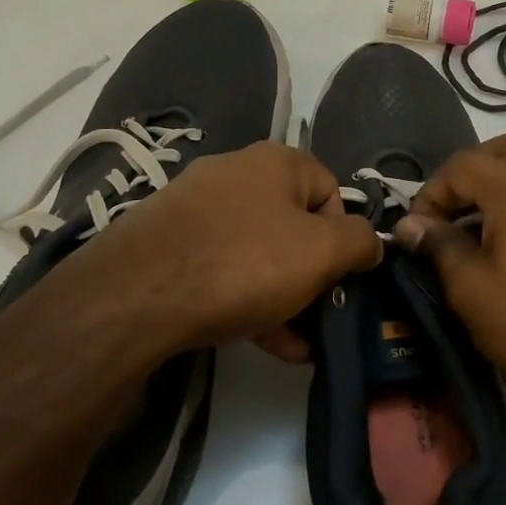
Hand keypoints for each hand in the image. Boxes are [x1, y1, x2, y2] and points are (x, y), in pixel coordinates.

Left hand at [39, 142, 381, 363]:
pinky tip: (257, 341)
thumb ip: (361, 242)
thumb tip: (371, 243)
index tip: (340, 279)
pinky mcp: (165, 241)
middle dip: (311, 274)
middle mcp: (235, 172)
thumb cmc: (245, 264)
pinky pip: (221, 266)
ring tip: (292, 344)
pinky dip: (244, 298)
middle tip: (317, 315)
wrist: (134, 297)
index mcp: (277, 161)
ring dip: (282, 294)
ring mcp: (194, 206)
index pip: (331, 192)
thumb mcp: (322, 253)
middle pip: (293, 224)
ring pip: (257, 250)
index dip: (344, 237)